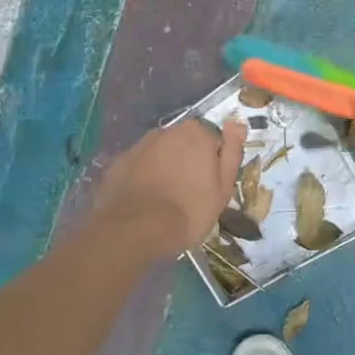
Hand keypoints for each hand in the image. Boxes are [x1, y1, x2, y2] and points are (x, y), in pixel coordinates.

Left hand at [64, 117, 246, 263]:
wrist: (135, 231)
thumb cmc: (190, 210)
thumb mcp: (223, 186)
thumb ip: (232, 151)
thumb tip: (237, 123)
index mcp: (196, 133)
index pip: (211, 139)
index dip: (212, 162)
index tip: (209, 185)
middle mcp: (166, 131)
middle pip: (183, 143)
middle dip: (187, 161)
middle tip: (188, 193)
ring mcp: (139, 146)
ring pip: (159, 153)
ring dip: (164, 167)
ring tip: (164, 199)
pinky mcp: (117, 164)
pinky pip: (138, 166)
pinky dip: (142, 177)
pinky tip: (144, 201)